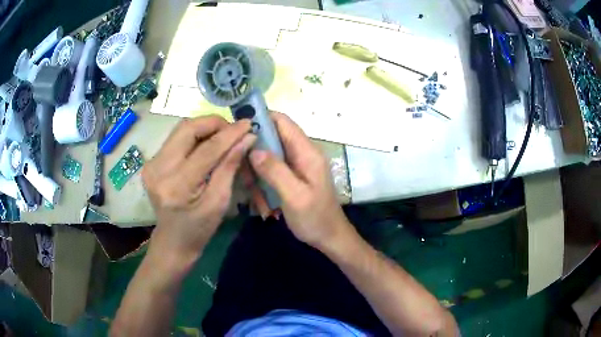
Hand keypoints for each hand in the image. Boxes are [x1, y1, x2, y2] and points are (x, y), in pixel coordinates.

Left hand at [142, 116, 255, 264]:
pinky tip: (206, 145)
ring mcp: (152, 164)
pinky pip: (176, 139)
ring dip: (204, 128)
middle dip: (214, 123)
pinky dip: (195, 137)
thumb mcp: (219, 202)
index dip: (230, 134)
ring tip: (223, 136)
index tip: (248, 124)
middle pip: (187, 128)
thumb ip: (230, 167)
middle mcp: (159, 169)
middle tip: (233, 130)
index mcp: (177, 186)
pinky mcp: (151, 162)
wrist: (172, 241)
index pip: (207, 149)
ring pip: (181, 129)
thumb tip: (246, 138)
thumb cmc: (199, 229)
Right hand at [249, 112, 352, 249]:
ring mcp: (298, 165)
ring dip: (258, 174)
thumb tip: (253, 149)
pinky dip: (264, 184)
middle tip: (243, 174)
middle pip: (272, 138)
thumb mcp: (295, 196)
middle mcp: (302, 153)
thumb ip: (275, 171)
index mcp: (307, 152)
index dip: (261, 119)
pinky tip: (264, 203)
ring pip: (269, 157)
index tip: (238, 128)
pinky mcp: (293, 176)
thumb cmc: (315, 218)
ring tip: (258, 197)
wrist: (330, 237)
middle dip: (254, 154)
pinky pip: (272, 171)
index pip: (283, 122)